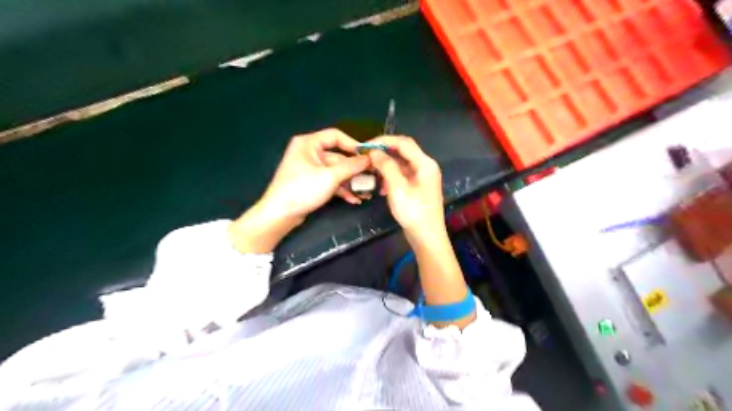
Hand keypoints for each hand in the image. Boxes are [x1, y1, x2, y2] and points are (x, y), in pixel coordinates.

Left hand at [258, 129, 371, 219]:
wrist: (280, 215)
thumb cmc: (303, 189)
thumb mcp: (330, 177)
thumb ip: (352, 167)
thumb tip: (370, 159)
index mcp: (309, 143)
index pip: (335, 136)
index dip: (353, 144)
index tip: (368, 155)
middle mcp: (309, 153)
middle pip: (338, 157)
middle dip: (355, 170)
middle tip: (372, 177)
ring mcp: (310, 169)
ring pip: (336, 172)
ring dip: (351, 182)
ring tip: (366, 193)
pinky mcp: (312, 183)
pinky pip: (331, 182)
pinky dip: (342, 189)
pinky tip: (354, 199)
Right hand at [369, 135, 442, 243]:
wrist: (426, 237)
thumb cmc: (413, 212)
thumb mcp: (397, 188)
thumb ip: (386, 166)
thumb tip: (374, 151)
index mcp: (425, 163)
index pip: (404, 142)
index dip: (384, 141)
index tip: (366, 146)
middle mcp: (426, 166)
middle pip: (403, 151)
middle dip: (384, 153)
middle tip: (366, 157)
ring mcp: (423, 177)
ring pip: (402, 164)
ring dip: (386, 165)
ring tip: (370, 171)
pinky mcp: (418, 187)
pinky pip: (403, 175)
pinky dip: (391, 177)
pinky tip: (380, 187)